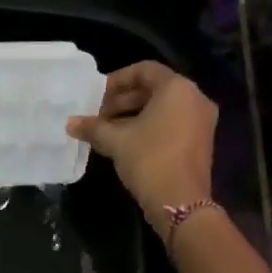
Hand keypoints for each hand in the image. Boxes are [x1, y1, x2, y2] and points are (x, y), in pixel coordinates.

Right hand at [67, 62, 216, 223]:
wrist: (180, 202)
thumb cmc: (149, 160)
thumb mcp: (116, 141)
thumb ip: (93, 127)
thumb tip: (70, 123)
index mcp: (177, 88)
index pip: (144, 70)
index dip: (116, 80)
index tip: (96, 96)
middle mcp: (194, 98)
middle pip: (153, 89)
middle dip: (122, 101)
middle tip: (97, 115)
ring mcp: (201, 121)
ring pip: (162, 109)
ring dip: (132, 116)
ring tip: (106, 131)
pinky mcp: (200, 141)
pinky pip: (171, 124)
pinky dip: (148, 128)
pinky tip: (124, 143)